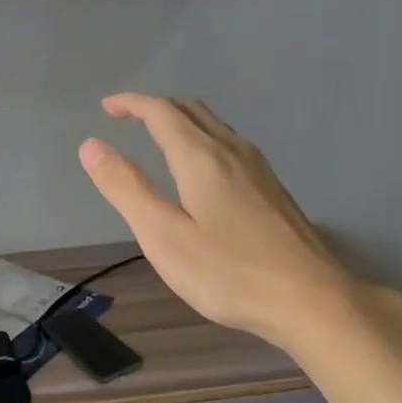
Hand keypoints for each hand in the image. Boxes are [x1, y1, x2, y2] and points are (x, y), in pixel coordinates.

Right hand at [79, 94, 377, 349]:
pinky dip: (204, 140)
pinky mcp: (273, 189)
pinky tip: (203, 169)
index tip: (107, 106)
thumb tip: (91, 146)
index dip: (131, 103)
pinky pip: (230, 145)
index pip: (161, 112)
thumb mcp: (163, 236)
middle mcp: (232, 150)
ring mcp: (259, 168)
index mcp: (201, 157)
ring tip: (159, 136)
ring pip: (215, 126)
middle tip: (127, 117)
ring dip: (182, 121)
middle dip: (155, 107)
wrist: (310, 298)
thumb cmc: (228, 272)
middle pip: (191, 111)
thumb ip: (126, 188)